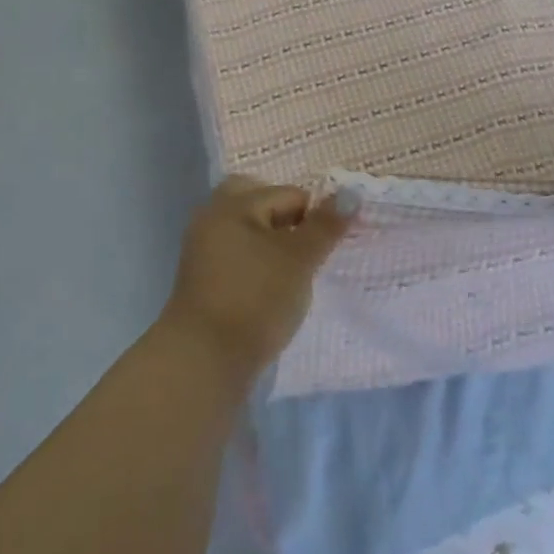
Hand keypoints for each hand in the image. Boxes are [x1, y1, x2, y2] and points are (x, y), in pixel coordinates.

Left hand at [160, 175, 352, 379]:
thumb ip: (325, 225)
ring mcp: (202, 249)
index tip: (324, 249)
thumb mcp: (299, 260)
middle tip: (305, 248)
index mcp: (233, 204)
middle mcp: (212, 217)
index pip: (288, 194)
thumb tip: (352, 192)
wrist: (204, 361)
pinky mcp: (202, 279)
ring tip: (292, 272)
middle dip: (285, 218)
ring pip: (246, 229)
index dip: (314, 217)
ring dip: (271, 241)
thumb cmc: (256, 299)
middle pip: (256, 201)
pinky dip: (255, 262)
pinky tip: (271, 288)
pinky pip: (236, 254)